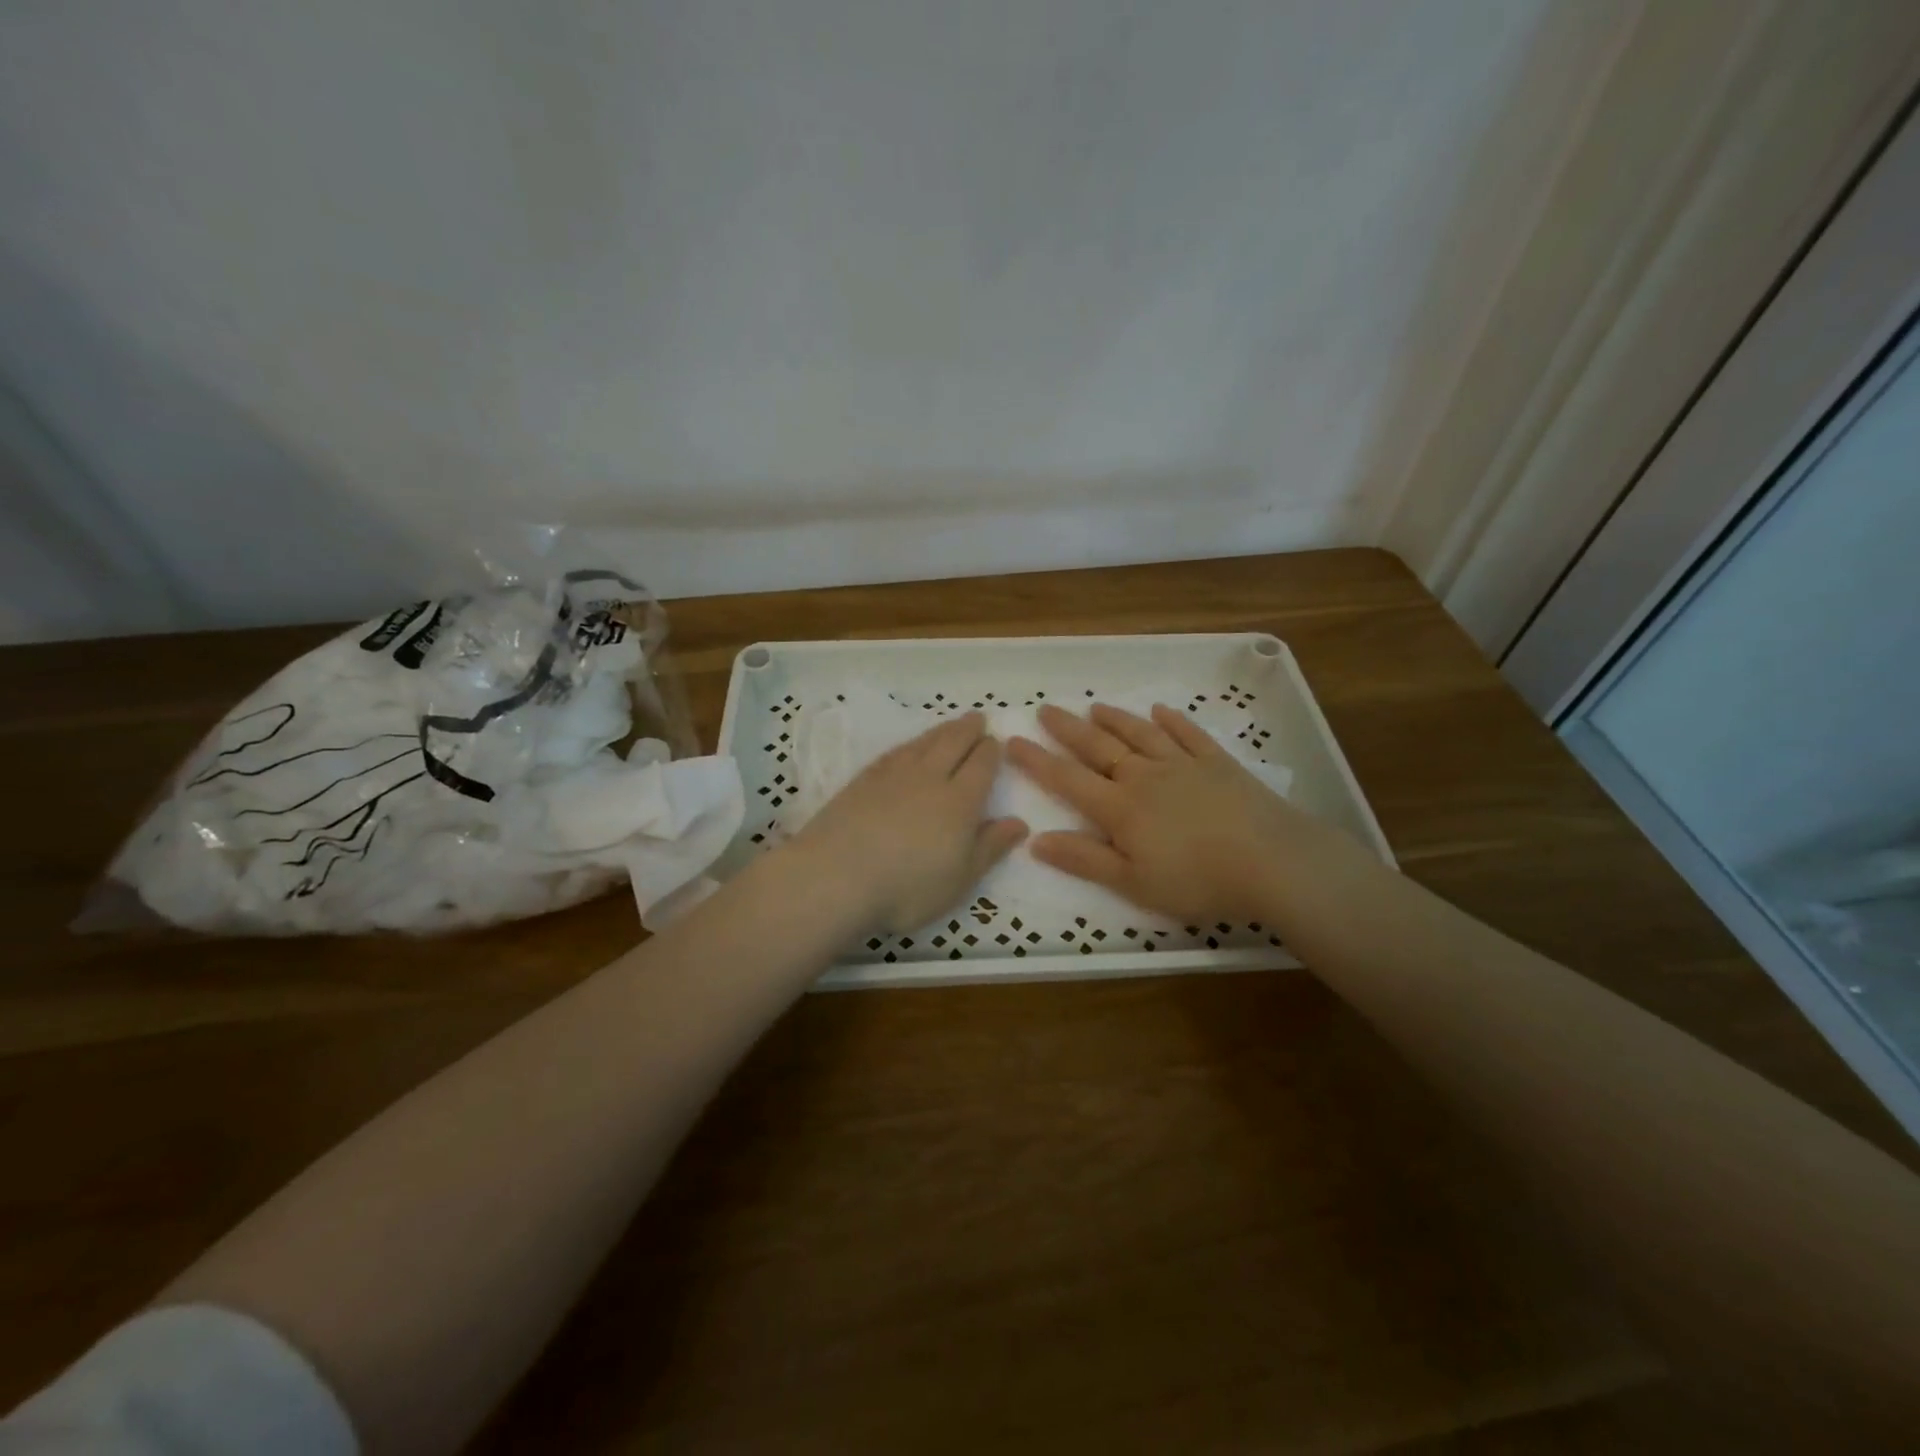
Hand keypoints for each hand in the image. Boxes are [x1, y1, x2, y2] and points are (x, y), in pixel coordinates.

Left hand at [791, 712, 1027, 933]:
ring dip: (941, 730)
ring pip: (924, 743)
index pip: (982, 765)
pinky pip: (895, 752)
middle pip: (954, 743)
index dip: (991, 752)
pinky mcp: (863, 780)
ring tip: (951, 725)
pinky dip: (910, 744)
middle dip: (969, 729)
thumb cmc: (907, 888)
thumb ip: (990, 847)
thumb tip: (1019, 822)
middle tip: (978, 717)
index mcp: (960, 801)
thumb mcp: (960, 879)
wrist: (836, 877)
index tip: (996, 742)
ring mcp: (893, 775)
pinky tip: (909, 747)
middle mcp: (929, 778)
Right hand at [1007, 702, 1348, 926]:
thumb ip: (1084, 859)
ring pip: (1140, 735)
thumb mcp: (1132, 882)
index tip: (1012, 741)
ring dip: (1115, 720)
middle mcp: (1145, 776)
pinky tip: (1161, 711)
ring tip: (1095, 706)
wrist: (1271, 861)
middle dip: (1069, 729)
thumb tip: (1036, 839)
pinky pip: (1189, 735)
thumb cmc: (1197, 880)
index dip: (1037, 761)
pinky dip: (1173, 721)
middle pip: (1099, 748)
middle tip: (1046, 709)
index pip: (1068, 779)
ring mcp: (1183, 765)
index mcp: (1120, 808)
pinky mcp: (1218, 763)